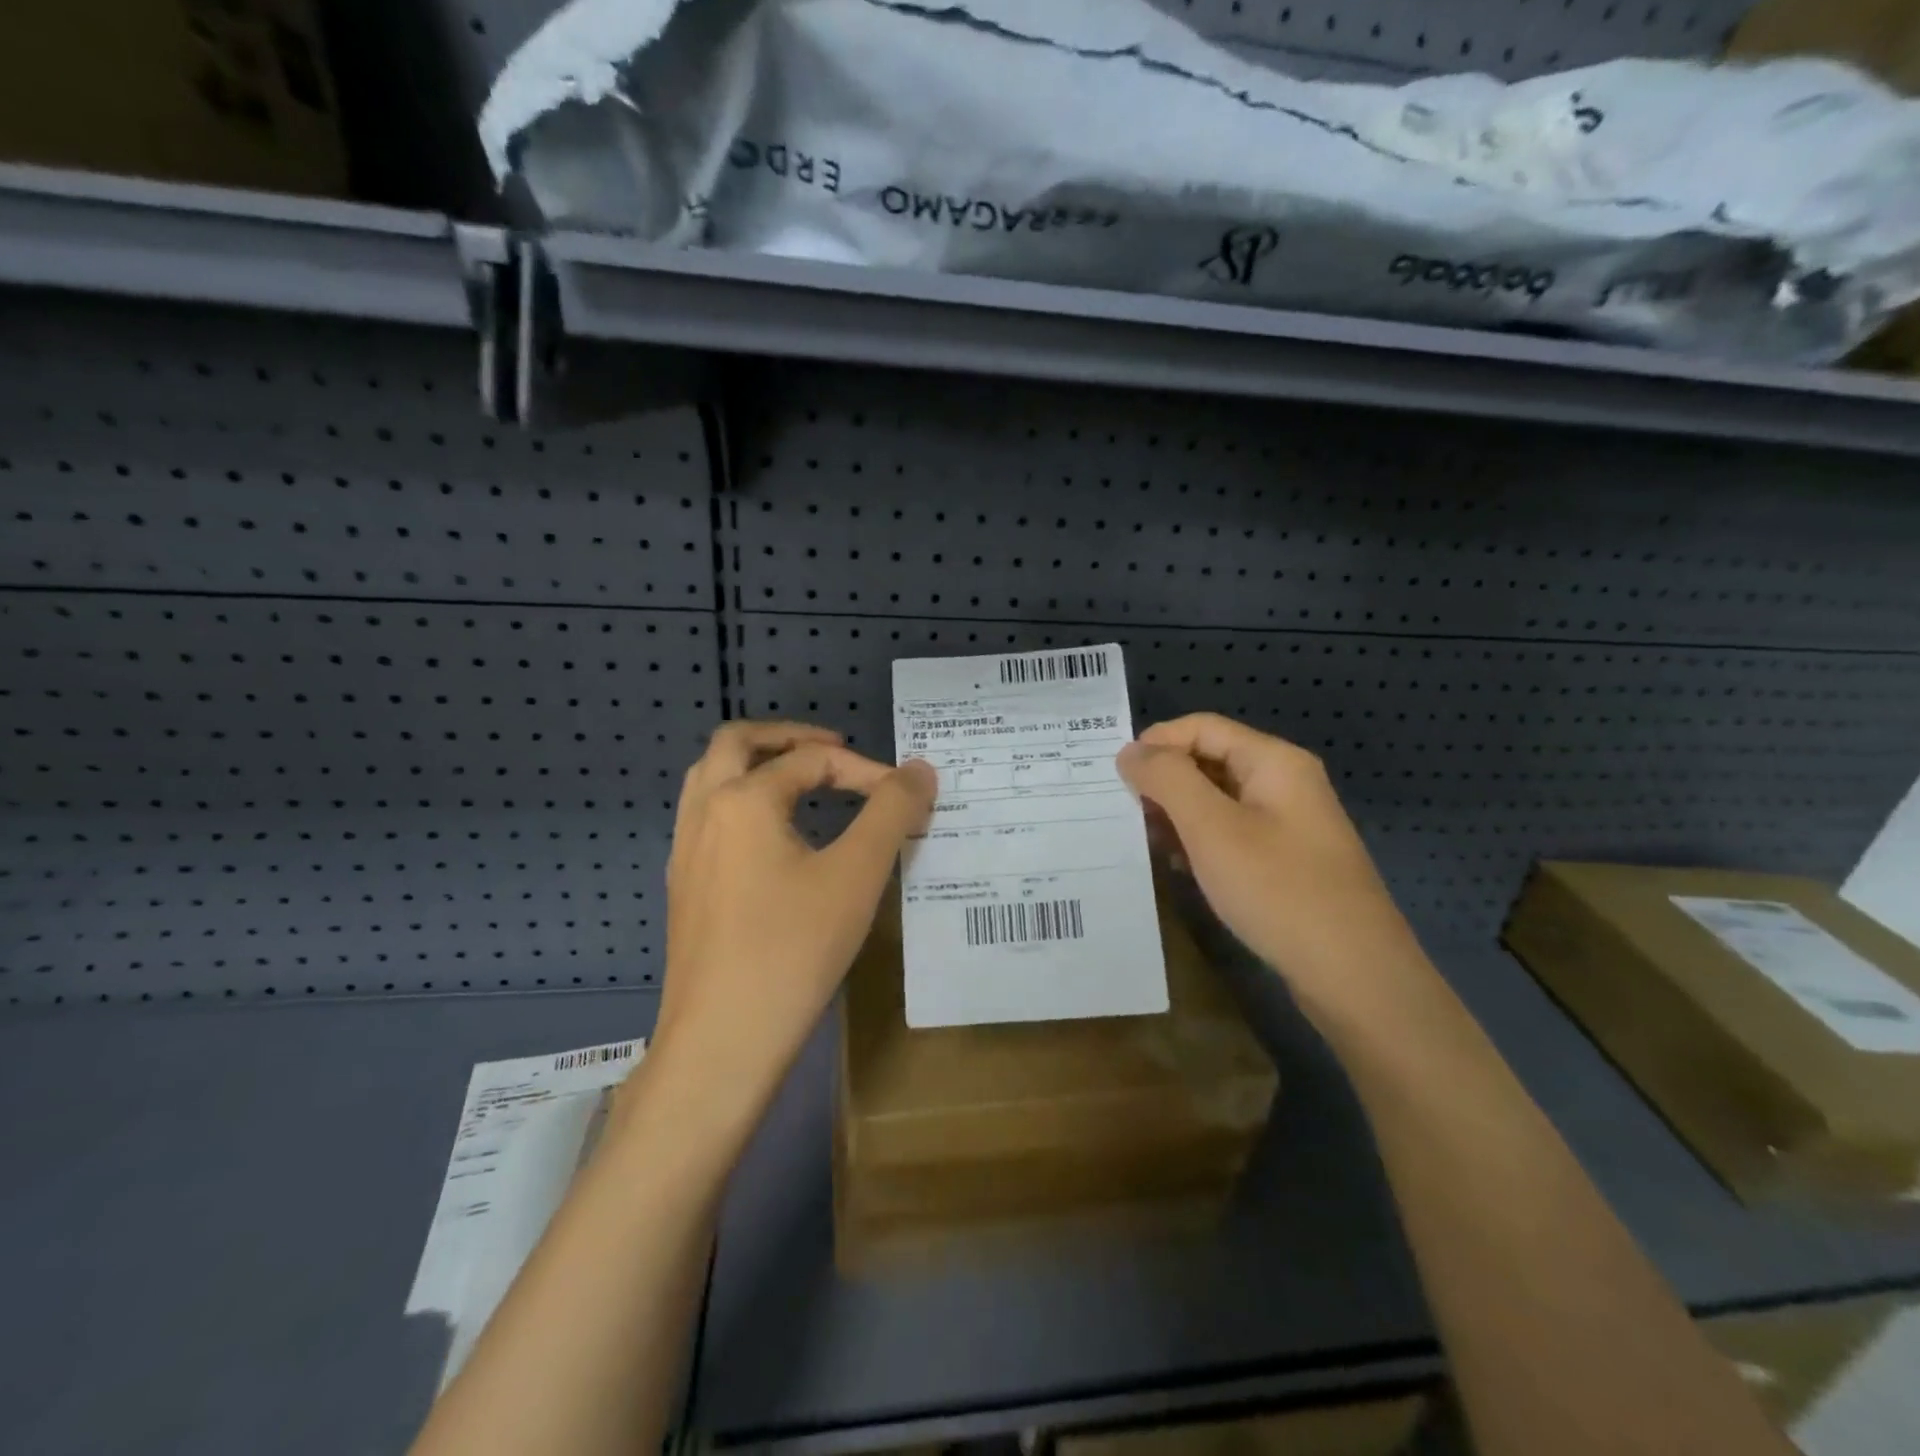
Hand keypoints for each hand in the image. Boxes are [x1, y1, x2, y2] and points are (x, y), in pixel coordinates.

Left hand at [659, 721, 935, 1098]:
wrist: (721, 1043)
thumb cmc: (793, 950)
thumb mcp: (856, 875)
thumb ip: (891, 812)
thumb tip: (919, 770)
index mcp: (742, 799)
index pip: (812, 760)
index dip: (865, 770)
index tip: (904, 797)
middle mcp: (704, 813)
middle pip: (736, 743)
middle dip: (789, 737)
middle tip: (835, 749)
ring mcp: (685, 851)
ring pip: (712, 778)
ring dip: (757, 765)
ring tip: (803, 781)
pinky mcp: (685, 887)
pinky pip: (708, 818)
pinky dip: (742, 802)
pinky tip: (775, 839)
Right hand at [1116, 713, 1424, 1018]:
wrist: (1354, 975)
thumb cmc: (1278, 890)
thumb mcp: (1211, 828)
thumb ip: (1167, 779)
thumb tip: (1131, 751)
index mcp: (1273, 761)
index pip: (1201, 727)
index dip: (1155, 743)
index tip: (1115, 778)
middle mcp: (1283, 783)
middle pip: (1209, 760)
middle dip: (1163, 781)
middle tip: (1122, 812)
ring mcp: (1287, 824)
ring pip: (1217, 800)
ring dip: (1177, 814)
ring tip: (1144, 841)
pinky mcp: (1285, 861)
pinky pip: (1231, 834)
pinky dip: (1199, 842)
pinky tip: (1179, 867)